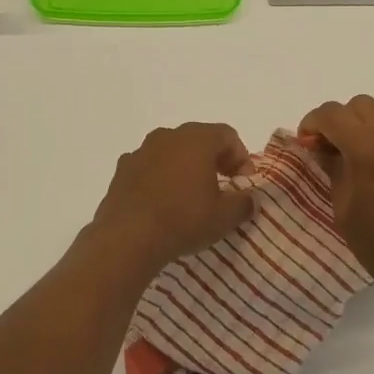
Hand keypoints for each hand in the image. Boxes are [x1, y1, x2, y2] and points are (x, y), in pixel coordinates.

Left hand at [89, 122, 255, 270]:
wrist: (127, 237)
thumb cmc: (183, 220)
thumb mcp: (224, 217)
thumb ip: (244, 203)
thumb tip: (252, 199)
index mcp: (197, 139)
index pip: (227, 135)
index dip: (241, 156)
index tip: (244, 182)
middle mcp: (168, 136)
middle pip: (198, 138)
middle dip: (214, 159)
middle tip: (223, 184)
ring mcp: (141, 151)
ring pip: (172, 151)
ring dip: (185, 166)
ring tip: (191, 195)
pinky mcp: (122, 169)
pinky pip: (149, 166)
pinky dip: (161, 177)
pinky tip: (162, 202)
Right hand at [298, 92, 373, 311]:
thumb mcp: (345, 210)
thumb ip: (334, 170)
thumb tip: (324, 148)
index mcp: (367, 147)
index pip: (332, 114)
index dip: (313, 124)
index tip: (307, 141)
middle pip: (361, 105)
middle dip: (342, 122)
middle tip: (336, 149)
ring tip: (372, 144)